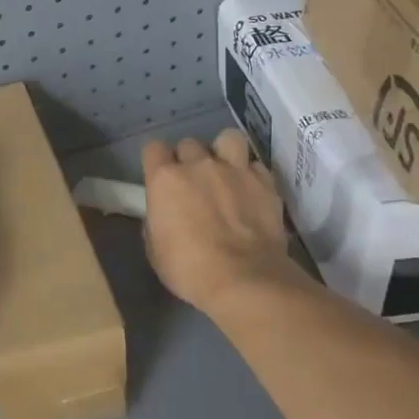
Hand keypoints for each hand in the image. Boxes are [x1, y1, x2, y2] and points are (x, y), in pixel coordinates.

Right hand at [141, 130, 302, 315]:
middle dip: (189, 159)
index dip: (157, 161)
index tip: (161, 177)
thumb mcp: (155, 250)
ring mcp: (234, 170)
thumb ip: (157, 222)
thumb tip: (164, 216)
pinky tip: (252, 191)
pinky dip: (253, 176)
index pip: (153, 148)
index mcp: (165, 179)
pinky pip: (256, 166)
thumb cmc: (189, 269)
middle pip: (189, 143)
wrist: (243, 279)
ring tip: (227, 171)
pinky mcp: (265, 183)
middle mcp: (198, 165)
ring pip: (228, 138)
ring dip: (224, 152)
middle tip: (194, 182)